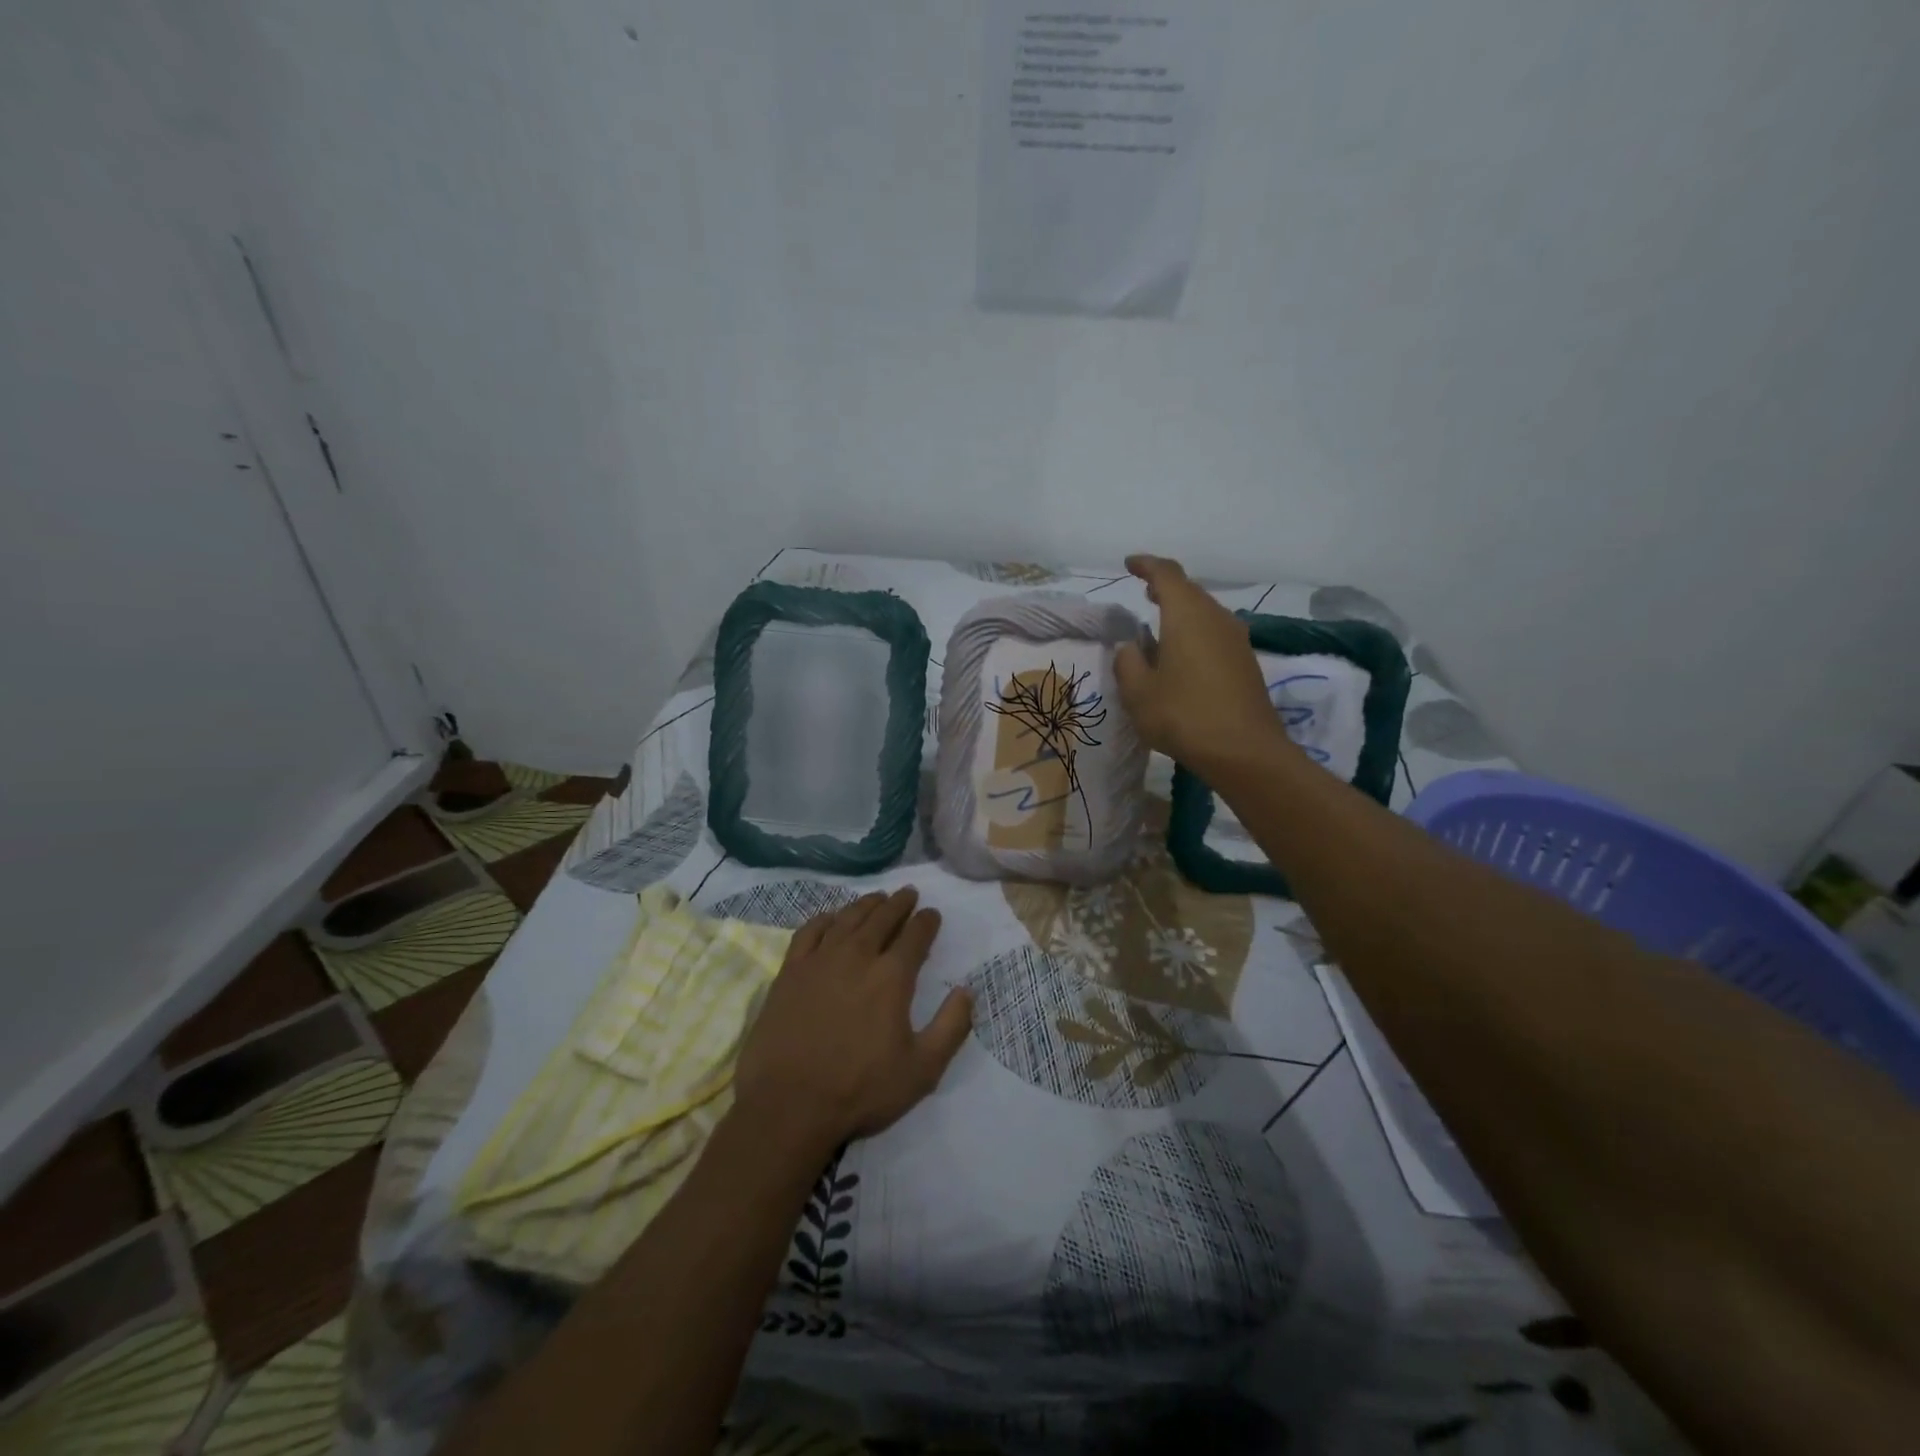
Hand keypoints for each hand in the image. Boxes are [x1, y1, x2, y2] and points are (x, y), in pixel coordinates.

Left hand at [734, 888, 972, 1155]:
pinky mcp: (790, 972)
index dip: (927, 921)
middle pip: (882, 918)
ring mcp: (819, 961)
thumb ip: (951, 1027)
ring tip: (877, 898)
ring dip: (866, 905)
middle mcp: (857, 956)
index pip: (915, 936)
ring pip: (847, 918)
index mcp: (892, 977)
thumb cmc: (860, 1090)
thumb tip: (966, 991)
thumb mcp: (922, 1070)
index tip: (932, 914)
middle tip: (908, 894)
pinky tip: (831, 918)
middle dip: (899, 903)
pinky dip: (825, 919)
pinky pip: (810, 932)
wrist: (789, 1106)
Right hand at [1113, 554, 1291, 770]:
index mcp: (1187, 615)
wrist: (1244, 751)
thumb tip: (1131, 647)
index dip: (1147, 565)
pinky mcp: (1246, 662)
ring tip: (1160, 625)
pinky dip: (1195, 632)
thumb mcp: (1138, 693)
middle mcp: (1216, 618)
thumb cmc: (1184, 716)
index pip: (1167, 574)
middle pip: (1190, 591)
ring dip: (1182, 612)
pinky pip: (1215, 633)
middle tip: (1143, 592)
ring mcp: (1236, 639)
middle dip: (1165, 587)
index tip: (1130, 564)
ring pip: (1205, 612)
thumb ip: (1128, 663)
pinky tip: (1182, 655)